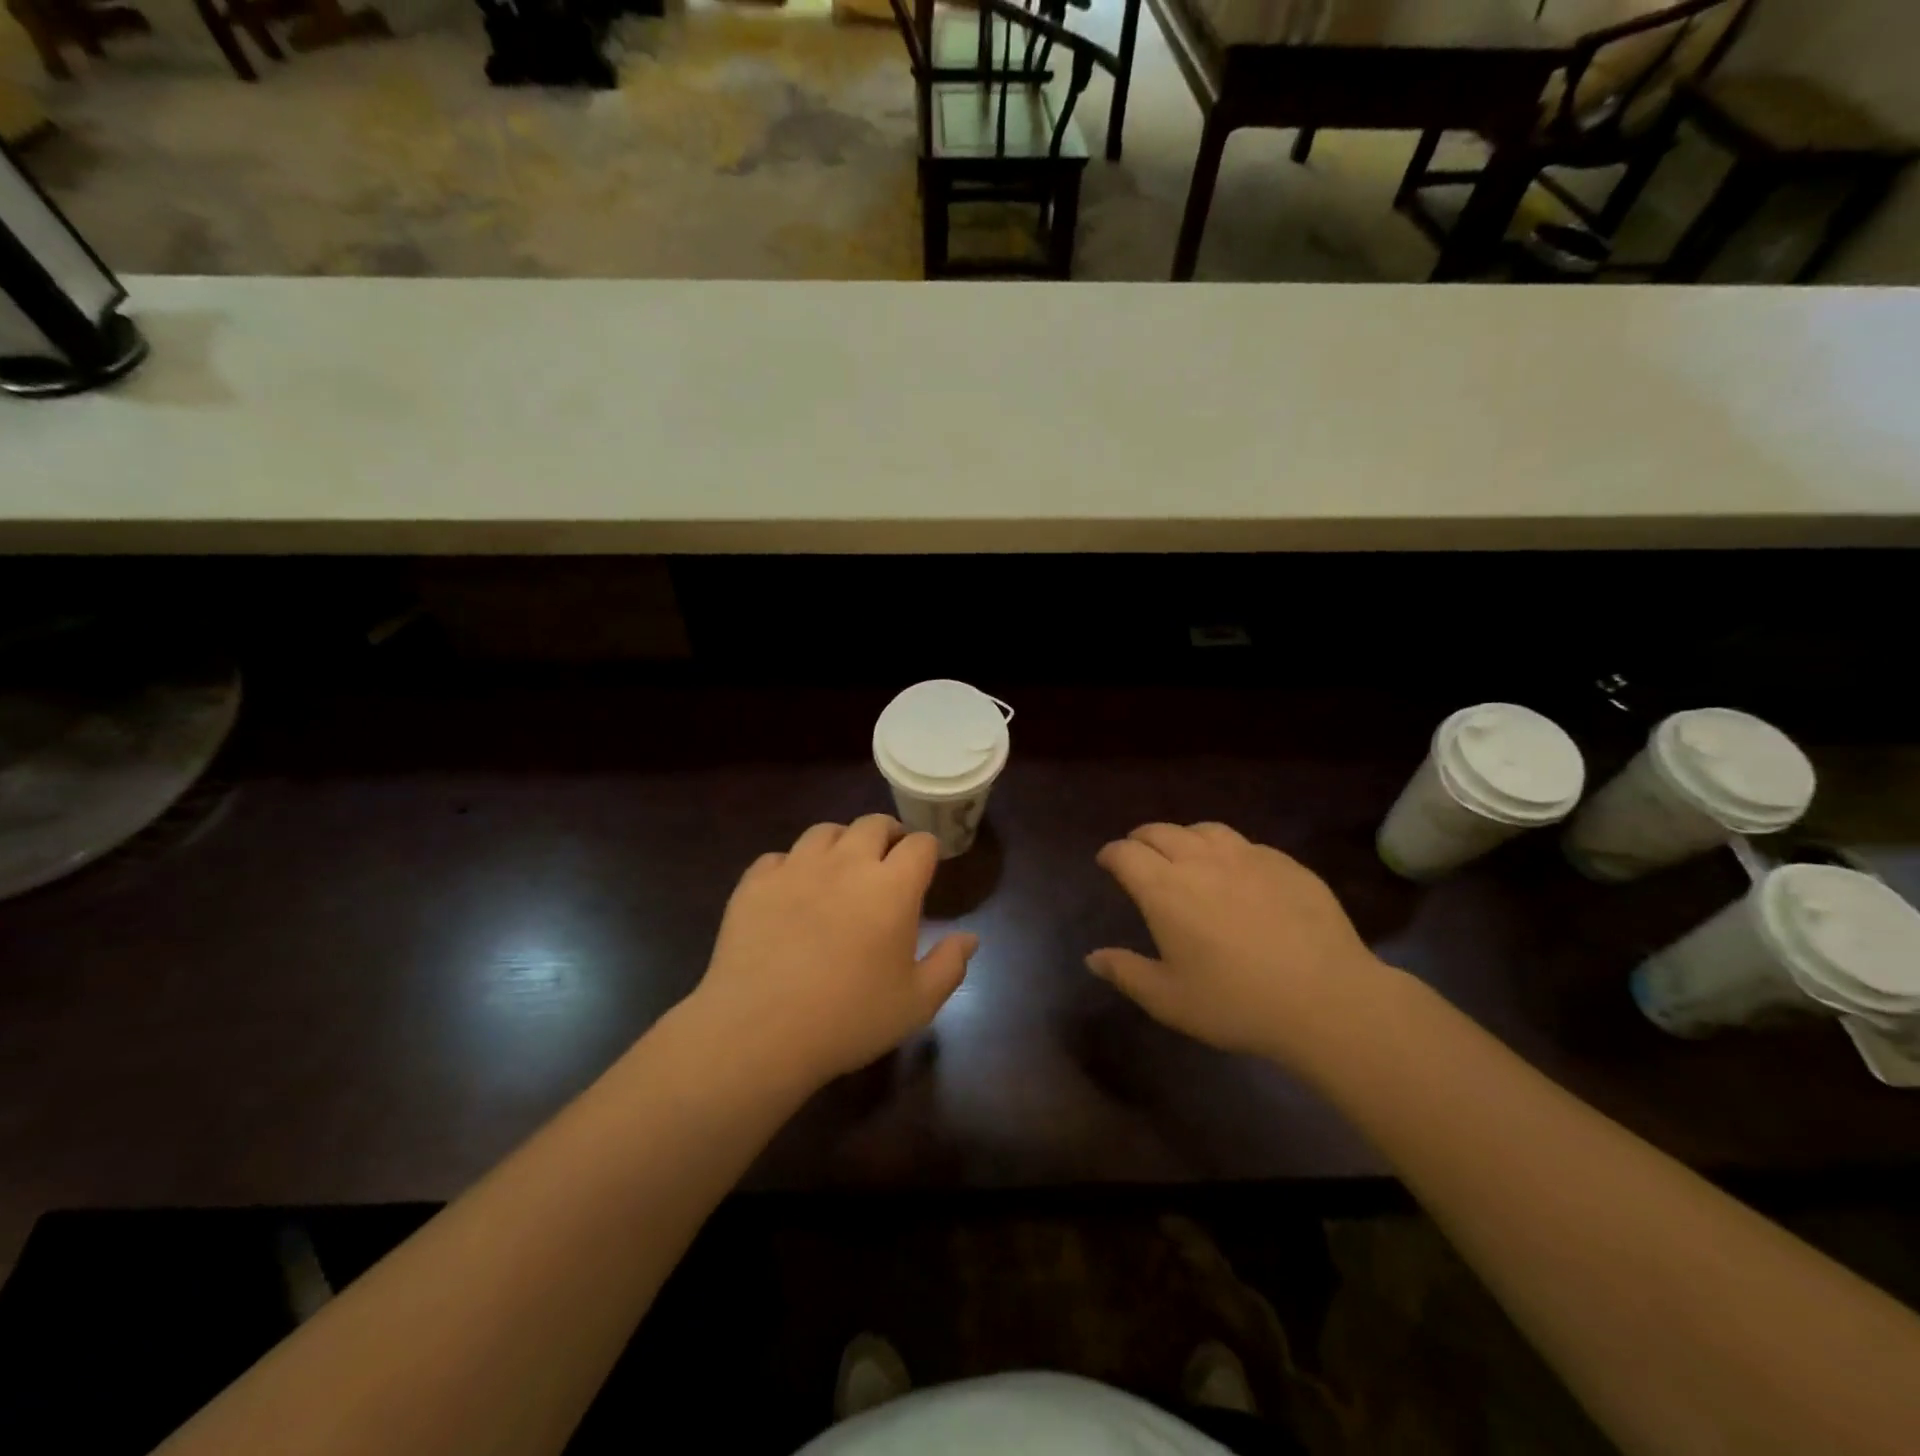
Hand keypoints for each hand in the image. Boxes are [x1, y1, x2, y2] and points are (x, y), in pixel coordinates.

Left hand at [690, 815, 975, 1087]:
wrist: (759, 1031)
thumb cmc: (849, 1018)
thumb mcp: (916, 1003)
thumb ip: (949, 965)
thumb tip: (970, 938)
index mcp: (892, 886)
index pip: (920, 844)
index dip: (927, 850)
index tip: (926, 866)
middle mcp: (847, 862)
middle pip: (873, 823)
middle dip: (888, 835)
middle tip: (888, 860)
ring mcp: (797, 867)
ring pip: (825, 831)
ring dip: (841, 842)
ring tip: (840, 867)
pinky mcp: (756, 882)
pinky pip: (778, 857)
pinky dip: (792, 866)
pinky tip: (792, 891)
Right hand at [1087, 822, 1396, 1066]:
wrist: (1326, 999)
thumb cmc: (1236, 1002)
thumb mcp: (1168, 1000)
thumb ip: (1126, 973)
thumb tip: (1092, 957)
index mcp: (1164, 889)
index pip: (1125, 853)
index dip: (1111, 854)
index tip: (1107, 862)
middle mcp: (1200, 860)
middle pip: (1160, 831)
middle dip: (1141, 839)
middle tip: (1138, 853)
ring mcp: (1247, 857)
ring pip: (1204, 829)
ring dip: (1184, 836)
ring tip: (1184, 852)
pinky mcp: (1285, 864)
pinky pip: (1245, 844)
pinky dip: (1227, 850)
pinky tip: (1237, 872)